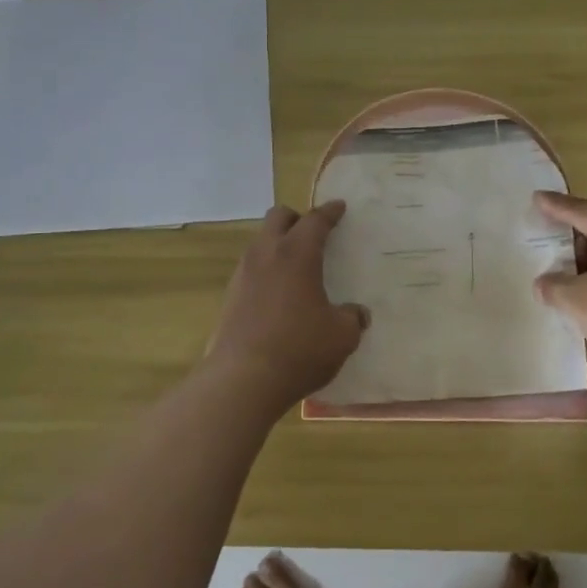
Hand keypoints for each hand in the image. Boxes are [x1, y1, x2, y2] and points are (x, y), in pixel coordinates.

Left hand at [203, 202, 369, 412]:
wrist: (242, 380)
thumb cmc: (299, 349)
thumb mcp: (341, 336)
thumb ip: (352, 318)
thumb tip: (356, 314)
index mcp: (297, 254)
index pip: (315, 220)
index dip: (330, 212)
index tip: (339, 207)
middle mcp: (266, 254)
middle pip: (278, 217)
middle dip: (297, 218)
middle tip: (314, 233)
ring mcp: (243, 274)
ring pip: (260, 242)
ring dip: (278, 244)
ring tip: (296, 265)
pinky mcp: (229, 296)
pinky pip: (251, 269)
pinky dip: (267, 270)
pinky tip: (278, 294)